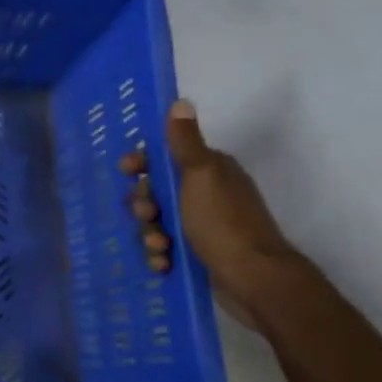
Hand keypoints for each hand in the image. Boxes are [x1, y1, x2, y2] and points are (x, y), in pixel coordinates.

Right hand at [122, 99, 299, 325]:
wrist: (254, 279)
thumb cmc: (223, 223)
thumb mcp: (201, 175)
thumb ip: (185, 142)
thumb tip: (180, 102)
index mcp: (210, 171)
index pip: (166, 157)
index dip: (143, 163)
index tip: (127, 171)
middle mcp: (207, 194)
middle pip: (156, 191)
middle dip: (144, 204)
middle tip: (146, 216)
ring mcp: (204, 225)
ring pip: (158, 222)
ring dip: (150, 233)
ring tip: (158, 246)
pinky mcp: (200, 253)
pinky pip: (166, 247)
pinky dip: (160, 254)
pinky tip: (162, 263)